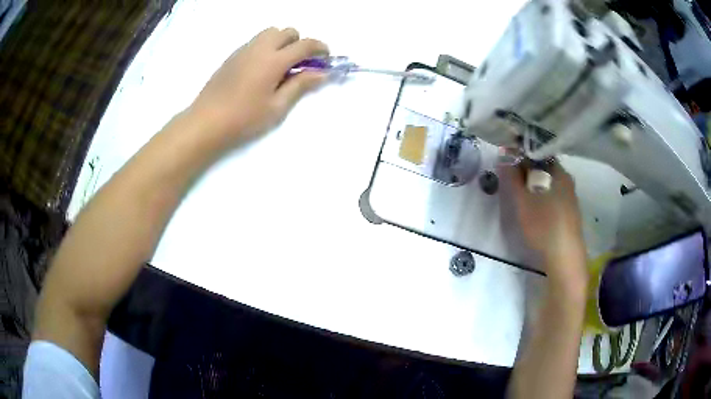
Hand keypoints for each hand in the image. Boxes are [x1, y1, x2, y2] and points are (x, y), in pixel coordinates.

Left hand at [189, 27, 328, 143]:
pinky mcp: (232, 56)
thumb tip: (321, 73)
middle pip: (287, 31)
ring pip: (269, 33)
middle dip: (299, 42)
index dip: (320, 48)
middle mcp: (259, 48)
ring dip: (282, 42)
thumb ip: (300, 85)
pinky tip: (262, 69)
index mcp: (273, 60)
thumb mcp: (277, 107)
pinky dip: (266, 47)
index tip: (326, 58)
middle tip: (301, 64)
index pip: (304, 44)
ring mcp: (243, 50)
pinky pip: (255, 42)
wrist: (206, 122)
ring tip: (281, 65)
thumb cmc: (244, 119)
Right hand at [503, 161, 587, 285]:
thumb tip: (503, 157)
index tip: (507, 163)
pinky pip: (554, 196)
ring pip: (549, 183)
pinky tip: (536, 210)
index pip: (538, 153)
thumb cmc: (543, 225)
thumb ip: (511, 178)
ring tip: (521, 196)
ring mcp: (571, 197)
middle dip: (526, 171)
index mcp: (558, 172)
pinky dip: (543, 196)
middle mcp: (567, 180)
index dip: (521, 155)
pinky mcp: (571, 213)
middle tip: (511, 181)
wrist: (565, 258)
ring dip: (534, 185)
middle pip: (544, 168)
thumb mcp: (522, 201)